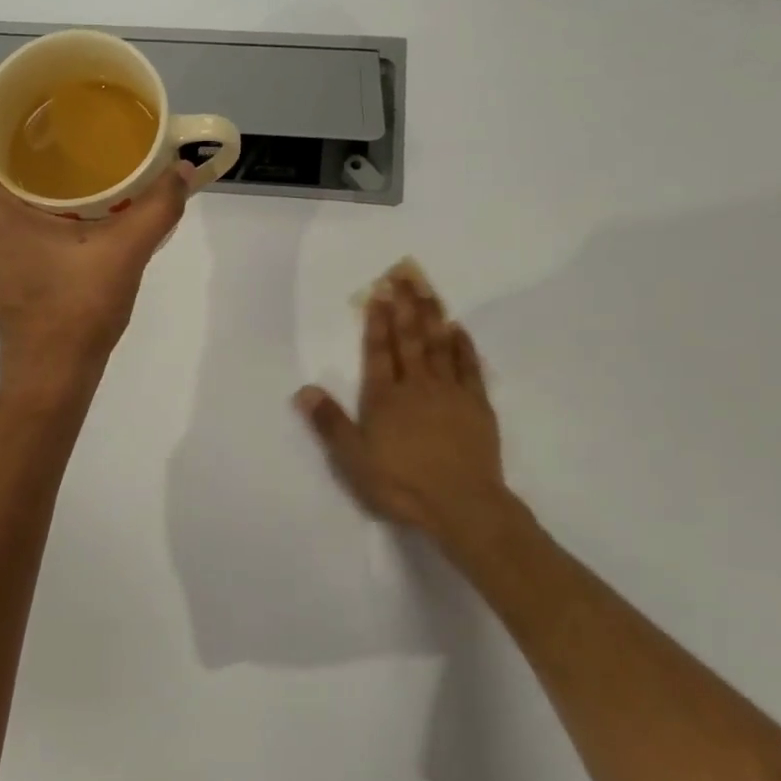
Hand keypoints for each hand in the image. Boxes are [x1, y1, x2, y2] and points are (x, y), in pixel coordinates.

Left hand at [0, 76, 192, 390]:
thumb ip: (157, 207)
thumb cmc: (74, 312)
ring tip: (61, 132)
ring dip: (13, 149)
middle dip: (4, 115)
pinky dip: (21, 179)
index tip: (15, 79)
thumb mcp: (123, 254)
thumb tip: (185, 170)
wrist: (51, 373)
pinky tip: (67, 183)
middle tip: (52, 99)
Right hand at [294, 270, 527, 547]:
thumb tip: (304, 390)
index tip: (378, 292)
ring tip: (428, 289)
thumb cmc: (401, 483)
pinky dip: (463, 346)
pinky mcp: (477, 406)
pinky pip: (469, 367)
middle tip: (404, 275)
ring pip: (439, 345)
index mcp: (384, 397)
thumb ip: (329, 423)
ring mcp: (450, 393)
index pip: (378, 351)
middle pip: (409, 339)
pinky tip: (459, 329)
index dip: (377, 322)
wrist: (462, 504)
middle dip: (405, 306)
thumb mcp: (353, 459)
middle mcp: (416, 386)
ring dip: (432, 316)